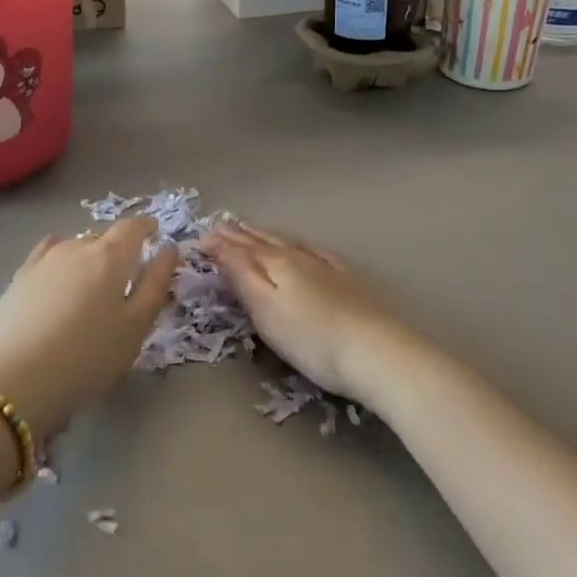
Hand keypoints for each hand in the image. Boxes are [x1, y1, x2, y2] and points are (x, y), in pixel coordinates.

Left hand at [0, 218, 176, 438]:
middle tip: (127, 273)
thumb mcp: (136, 327)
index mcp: (110, 256)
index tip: (155, 233)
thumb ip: (155, 284)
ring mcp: (44, 261)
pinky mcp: (19, 279)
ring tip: (92, 282)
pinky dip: (58, 257)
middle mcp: (76, 247)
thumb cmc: (88, 356)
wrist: (16, 381)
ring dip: (88, 256)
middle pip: (103, 237)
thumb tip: (169, 249)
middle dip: (118, 248)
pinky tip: (57, 269)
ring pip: (74, 246)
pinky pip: (45, 255)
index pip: (132, 227)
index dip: (146, 227)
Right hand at [205, 222, 413, 408]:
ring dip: (264, 236)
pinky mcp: (346, 279)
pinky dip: (297, 244)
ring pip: (287, 243)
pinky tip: (300, 245)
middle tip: (219, 224)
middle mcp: (298, 256)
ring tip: (249, 230)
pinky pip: (313, 251)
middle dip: (239, 234)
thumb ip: (239, 272)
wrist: (377, 352)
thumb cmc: (310, 337)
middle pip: (262, 242)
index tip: (199, 237)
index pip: (239, 247)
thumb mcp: (264, 307)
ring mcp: (325, 266)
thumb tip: (214, 241)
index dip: (219, 242)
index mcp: (274, 262)